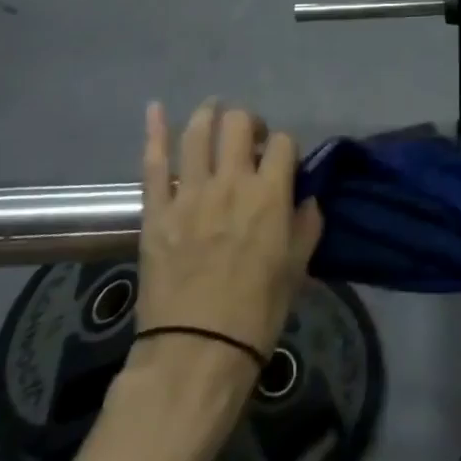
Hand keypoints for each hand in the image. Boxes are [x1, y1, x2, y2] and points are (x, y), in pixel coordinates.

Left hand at [131, 99, 323, 370]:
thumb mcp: (298, 266)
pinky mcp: (156, 211)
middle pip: (239, 123)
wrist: (197, 351)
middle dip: (247, 122)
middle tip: (247, 139)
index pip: (282, 142)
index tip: (280, 162)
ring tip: (212, 112)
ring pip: (198, 132)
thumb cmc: (257, 310)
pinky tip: (155, 109)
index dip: (284, 146)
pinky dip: (154, 133)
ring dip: (208, 114)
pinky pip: (153, 164)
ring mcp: (189, 193)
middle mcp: (231, 182)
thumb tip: (306, 197)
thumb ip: (307, 223)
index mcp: (270, 193)